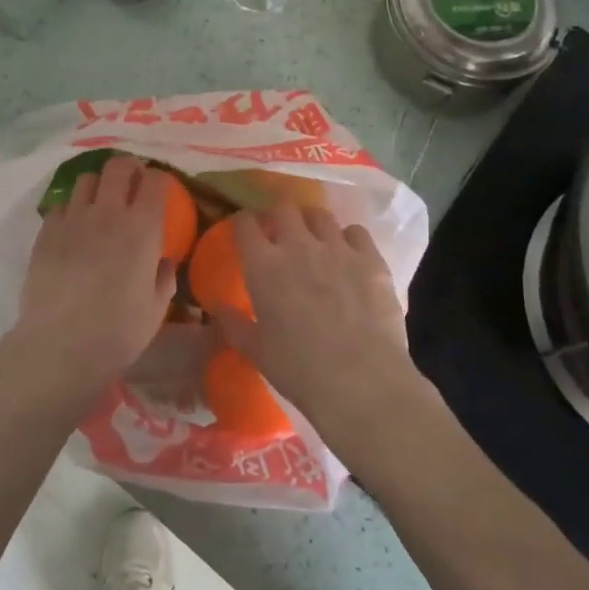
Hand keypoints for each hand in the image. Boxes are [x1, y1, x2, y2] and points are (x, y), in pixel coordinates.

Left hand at [3, 155, 178, 398]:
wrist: (60, 344)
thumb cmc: (117, 331)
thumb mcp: (156, 309)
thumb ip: (164, 278)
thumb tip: (163, 260)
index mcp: (143, 228)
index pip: (155, 180)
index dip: (160, 179)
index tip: (161, 190)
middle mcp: (109, 212)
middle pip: (119, 166)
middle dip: (129, 168)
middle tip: (132, 182)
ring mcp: (74, 218)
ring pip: (87, 179)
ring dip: (99, 185)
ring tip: (100, 202)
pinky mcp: (47, 230)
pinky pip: (62, 204)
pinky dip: (72, 208)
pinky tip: (74, 228)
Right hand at [209, 199, 424, 452]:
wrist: (361, 382)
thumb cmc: (299, 369)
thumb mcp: (256, 351)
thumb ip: (234, 324)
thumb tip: (217, 309)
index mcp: (263, 265)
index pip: (245, 224)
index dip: (244, 224)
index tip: (246, 232)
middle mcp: (298, 245)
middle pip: (284, 207)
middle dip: (279, 215)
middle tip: (280, 233)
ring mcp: (337, 248)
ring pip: (320, 214)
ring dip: (313, 224)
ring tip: (316, 240)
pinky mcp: (371, 259)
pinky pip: (356, 232)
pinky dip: (349, 239)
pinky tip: (350, 255)